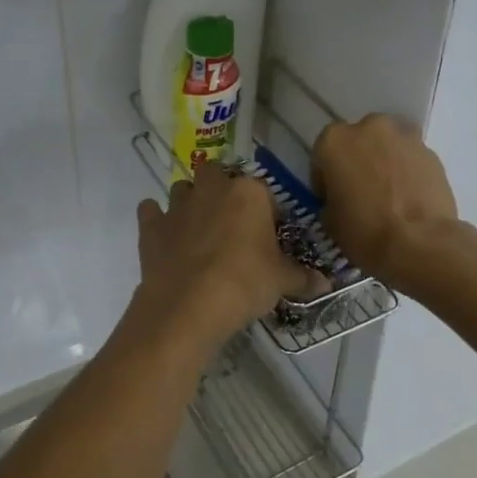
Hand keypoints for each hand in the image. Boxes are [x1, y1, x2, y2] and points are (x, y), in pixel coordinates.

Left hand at [133, 169, 328, 349]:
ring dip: (188, 201)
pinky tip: (164, 237)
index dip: (265, 211)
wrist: (189, 305)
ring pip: (181, 188)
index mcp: (249, 193)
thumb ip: (303, 277)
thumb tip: (326, 284)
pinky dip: (155, 219)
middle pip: (215, 172)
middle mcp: (212, 189)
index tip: (267, 234)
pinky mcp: (152, 226)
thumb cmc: (245, 282)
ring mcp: (178, 205)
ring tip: (197, 229)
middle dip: (219, 189)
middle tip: (229, 222)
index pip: (262, 191)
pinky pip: (150, 211)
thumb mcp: (282, 281)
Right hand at [312, 115, 461, 292]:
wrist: (419, 243)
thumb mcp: (330, 221)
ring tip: (390, 193)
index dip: (327, 178)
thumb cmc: (364, 231)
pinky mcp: (432, 152)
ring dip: (385, 161)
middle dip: (359, 161)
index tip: (333, 198)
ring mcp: (404, 137)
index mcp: (334, 140)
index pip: (323, 155)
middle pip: (359, 140)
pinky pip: (412, 158)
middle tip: (362, 191)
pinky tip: (410, 197)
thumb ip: (332, 198)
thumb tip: (342, 199)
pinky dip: (409, 171)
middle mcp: (369, 127)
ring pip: (388, 145)